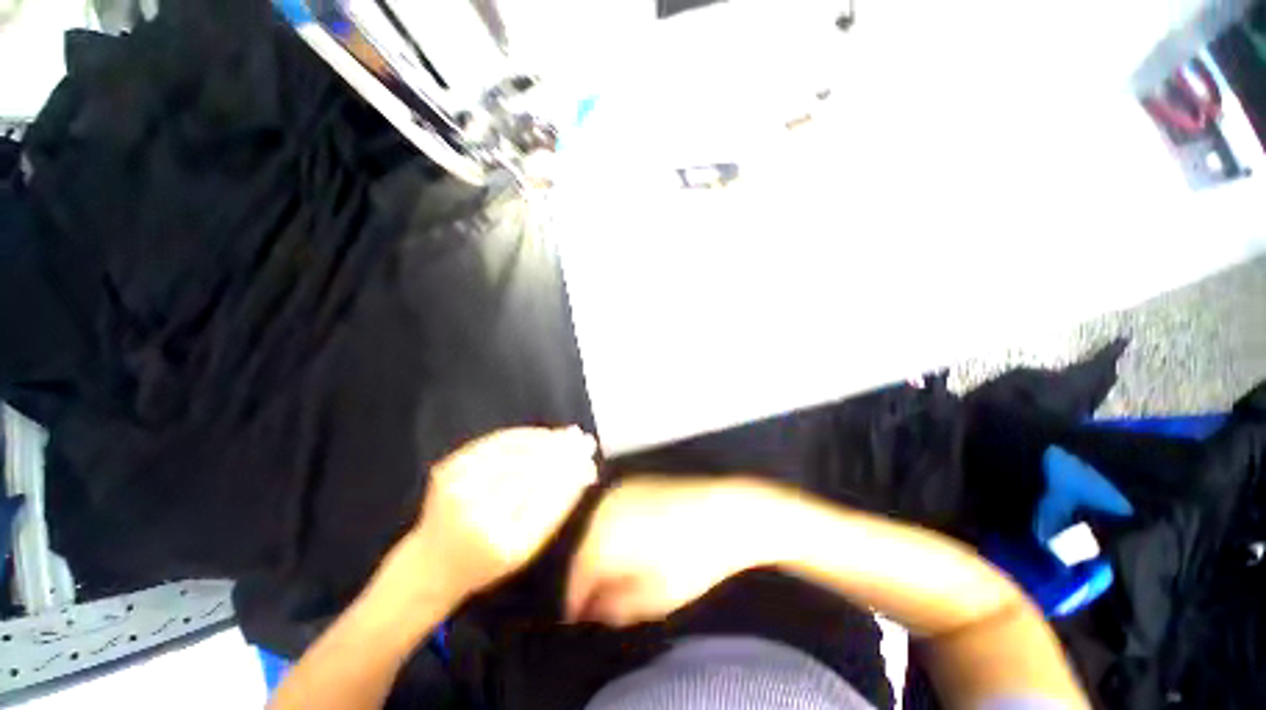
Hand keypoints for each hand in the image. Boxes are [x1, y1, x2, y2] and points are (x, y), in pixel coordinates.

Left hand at [400, 427, 597, 604]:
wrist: (430, 563)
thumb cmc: (487, 561)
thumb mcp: (527, 548)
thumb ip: (556, 508)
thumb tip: (585, 471)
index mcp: (503, 543)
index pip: (548, 498)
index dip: (572, 475)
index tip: (590, 461)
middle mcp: (477, 514)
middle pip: (531, 470)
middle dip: (563, 452)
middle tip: (585, 441)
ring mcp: (458, 487)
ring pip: (514, 452)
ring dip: (546, 440)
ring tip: (567, 434)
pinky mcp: (448, 467)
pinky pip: (494, 443)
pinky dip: (522, 436)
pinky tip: (540, 434)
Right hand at [566, 477, 774, 625]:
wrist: (725, 510)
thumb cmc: (694, 558)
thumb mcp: (658, 596)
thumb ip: (618, 607)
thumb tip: (592, 612)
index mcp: (607, 536)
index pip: (578, 574)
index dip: (576, 600)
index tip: (578, 620)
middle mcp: (606, 507)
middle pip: (584, 549)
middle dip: (586, 577)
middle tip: (595, 603)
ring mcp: (620, 490)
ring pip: (595, 529)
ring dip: (597, 554)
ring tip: (610, 578)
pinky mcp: (633, 483)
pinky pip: (610, 512)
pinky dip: (610, 533)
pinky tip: (623, 547)